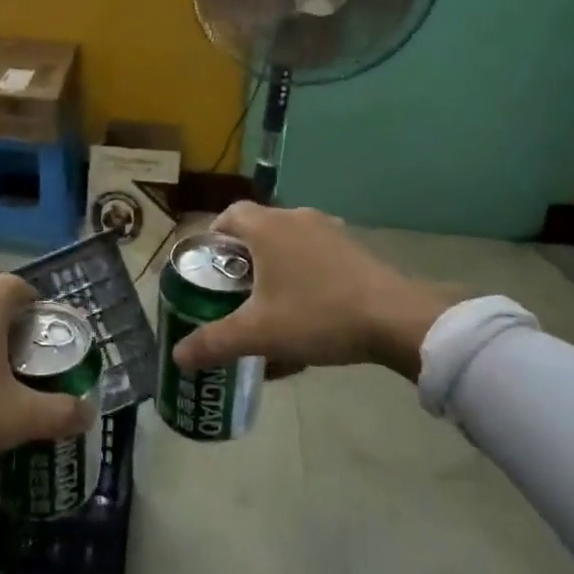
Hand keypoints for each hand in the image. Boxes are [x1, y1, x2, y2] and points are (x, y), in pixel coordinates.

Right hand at [172, 203, 463, 380]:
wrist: (395, 319)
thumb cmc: (317, 315)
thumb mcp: (259, 334)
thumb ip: (215, 342)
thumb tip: (178, 357)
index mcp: (268, 227)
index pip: (229, 215)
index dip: (214, 237)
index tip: (209, 267)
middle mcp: (296, 218)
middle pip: (258, 228)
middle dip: (243, 259)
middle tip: (235, 292)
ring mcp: (329, 231)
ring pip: (289, 242)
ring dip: (276, 266)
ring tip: (271, 304)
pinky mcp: (354, 248)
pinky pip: (316, 254)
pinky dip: (305, 273)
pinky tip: (310, 308)